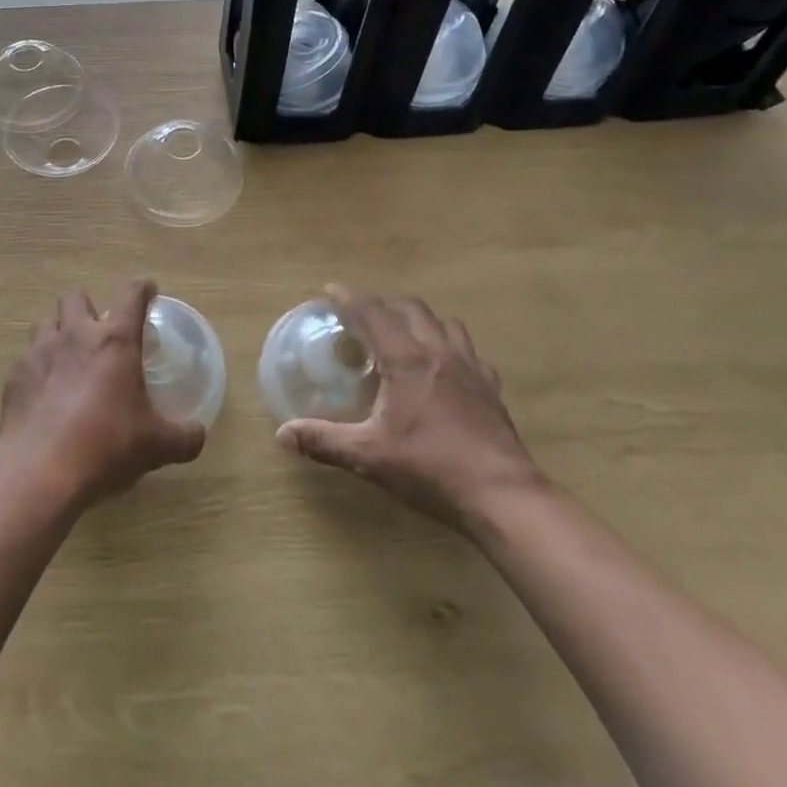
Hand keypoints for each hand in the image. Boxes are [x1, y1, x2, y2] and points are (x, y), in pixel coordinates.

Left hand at [0, 280, 205, 508]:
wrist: (40, 470)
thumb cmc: (106, 445)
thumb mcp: (156, 445)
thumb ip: (183, 437)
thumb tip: (199, 434)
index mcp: (115, 340)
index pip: (131, 295)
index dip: (142, 288)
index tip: (148, 289)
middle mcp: (75, 334)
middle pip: (76, 297)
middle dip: (88, 306)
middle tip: (99, 330)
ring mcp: (40, 352)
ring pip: (46, 322)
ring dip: (59, 331)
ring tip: (68, 356)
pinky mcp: (16, 375)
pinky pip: (27, 357)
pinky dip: (38, 367)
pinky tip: (44, 391)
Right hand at [276, 287, 544, 533]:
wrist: (504, 495)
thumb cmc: (432, 469)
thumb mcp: (369, 457)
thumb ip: (325, 441)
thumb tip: (282, 435)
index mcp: (407, 359)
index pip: (373, 312)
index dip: (350, 297)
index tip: (330, 291)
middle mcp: (438, 351)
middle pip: (410, 309)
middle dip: (383, 304)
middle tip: (362, 316)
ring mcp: (470, 367)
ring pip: (443, 322)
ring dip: (419, 319)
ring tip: (403, 333)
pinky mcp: (491, 387)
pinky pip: (468, 351)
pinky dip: (449, 346)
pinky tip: (444, 367)